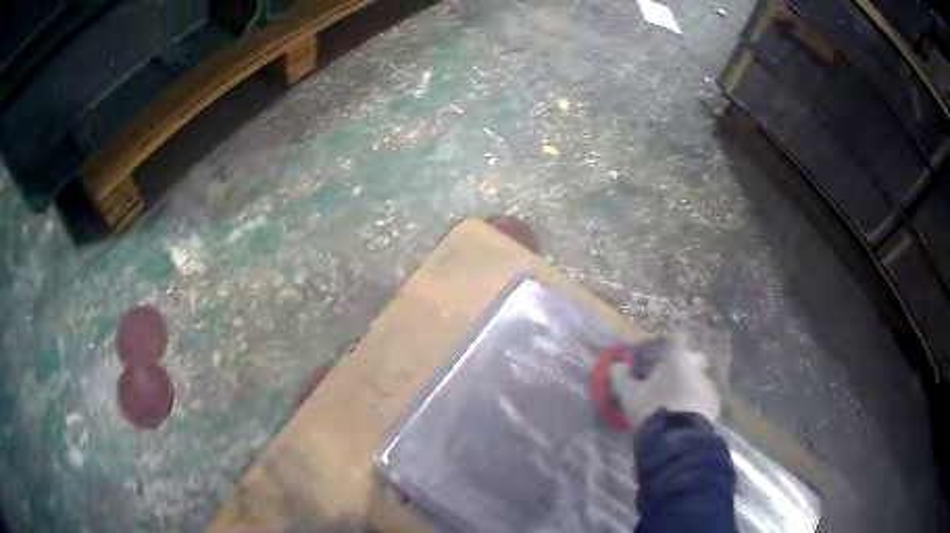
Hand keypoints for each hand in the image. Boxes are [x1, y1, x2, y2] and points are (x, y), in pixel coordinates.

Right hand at [608, 336, 721, 429]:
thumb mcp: (629, 395)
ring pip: (696, 380)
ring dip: (686, 387)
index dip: (661, 350)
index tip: (650, 362)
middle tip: (662, 384)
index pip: (673, 342)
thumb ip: (621, 377)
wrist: (677, 439)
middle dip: (677, 369)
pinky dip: (693, 403)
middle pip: (688, 360)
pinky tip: (682, 417)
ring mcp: (708, 386)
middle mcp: (696, 367)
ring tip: (671, 405)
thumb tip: (617, 365)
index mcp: (677, 358)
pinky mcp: (714, 405)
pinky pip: (702, 399)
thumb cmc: (652, 409)